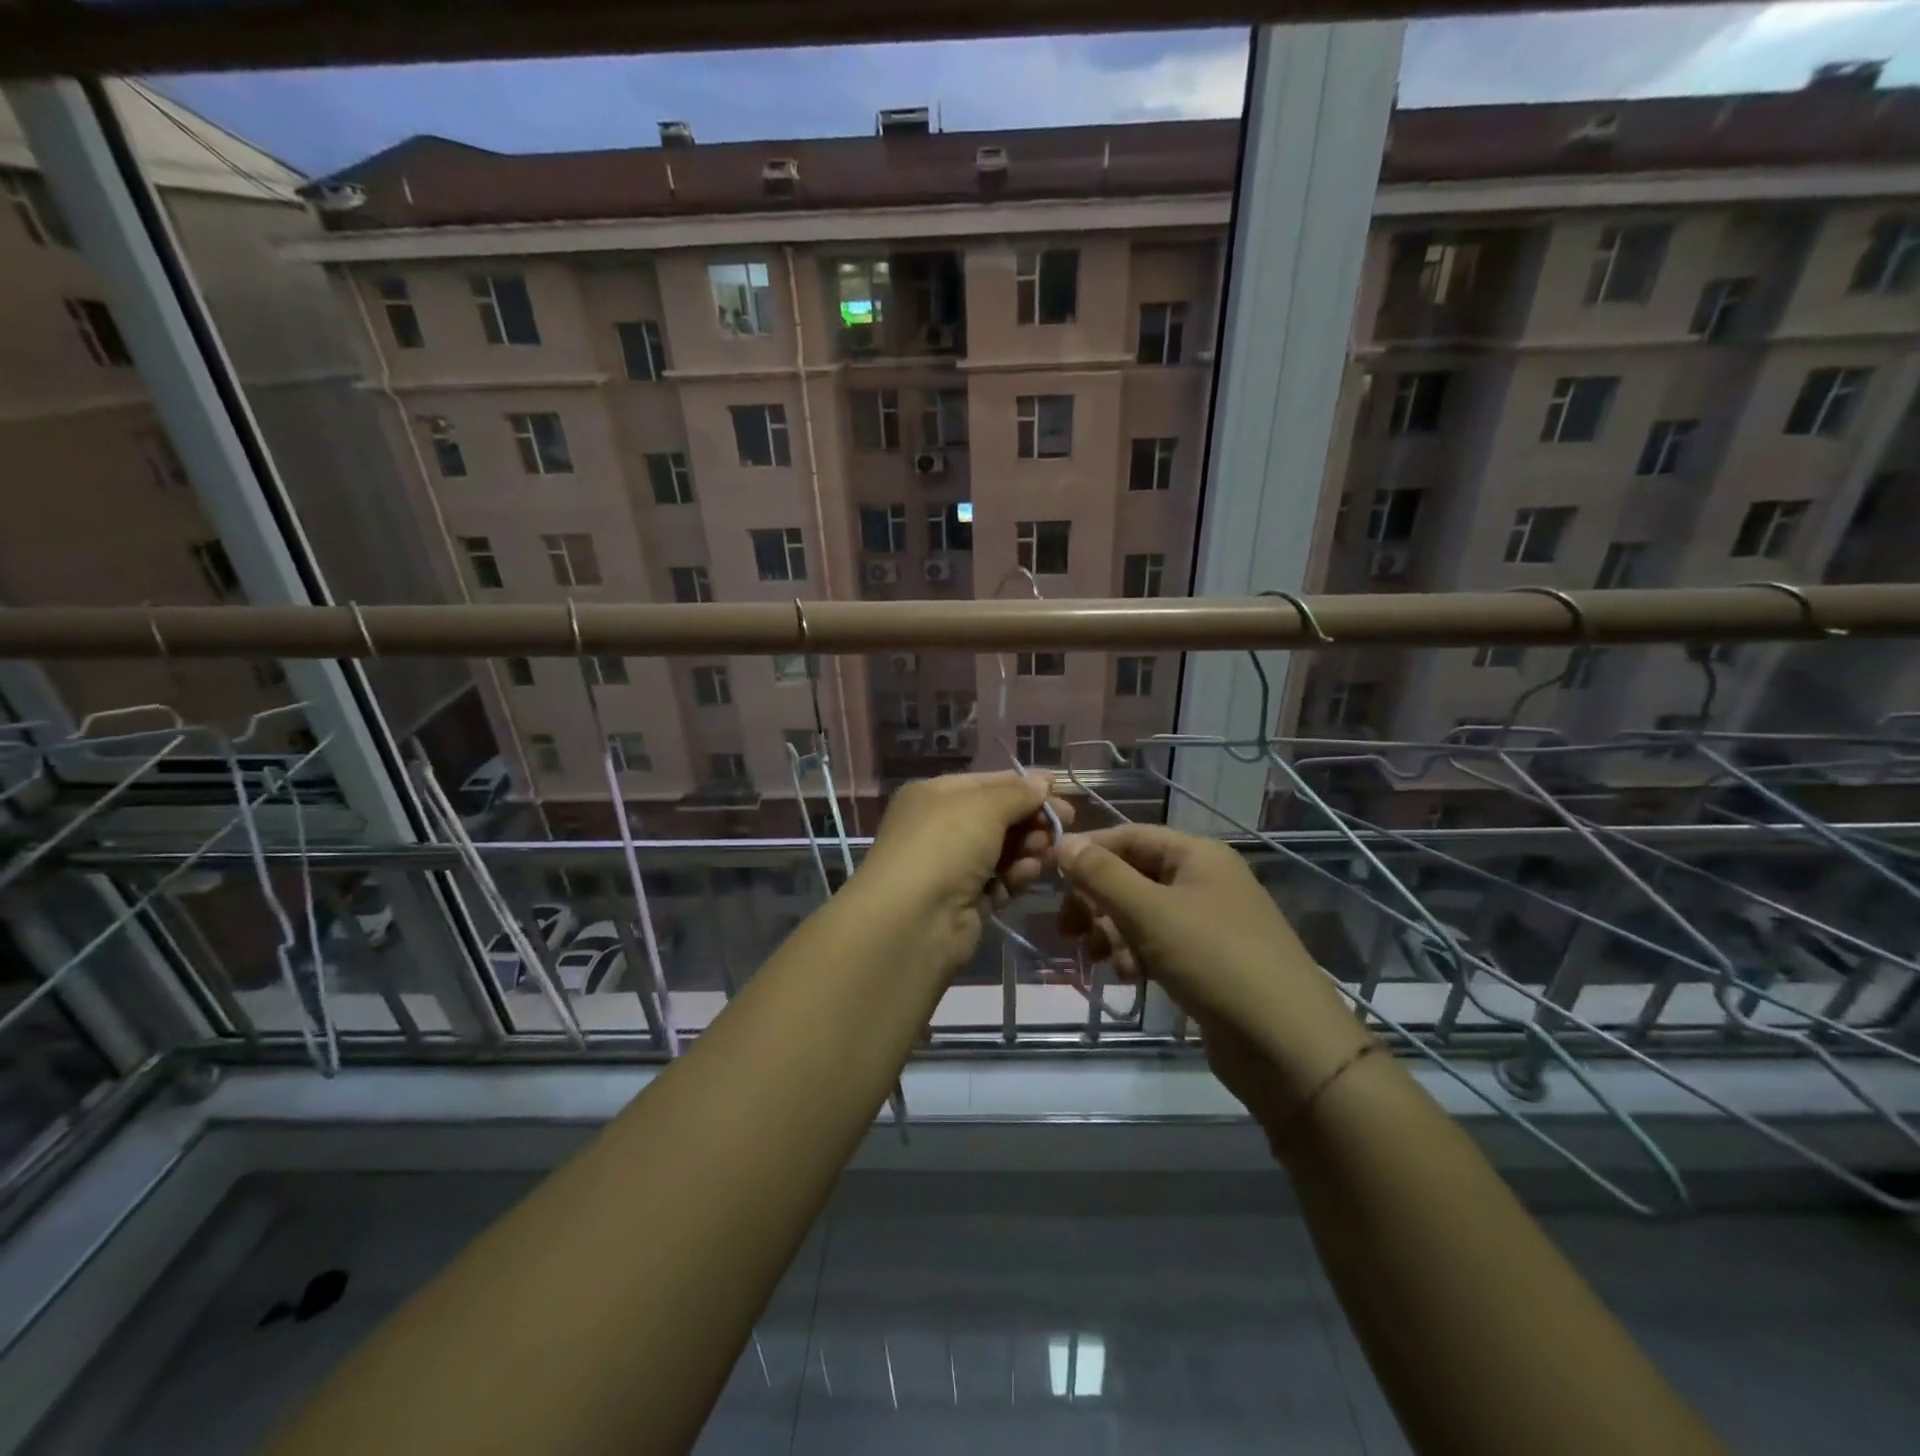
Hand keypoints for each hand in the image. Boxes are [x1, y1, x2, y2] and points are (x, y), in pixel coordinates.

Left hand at [853, 771, 1072, 977]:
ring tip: (1049, 850)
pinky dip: (1016, 875)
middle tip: (1066, 824)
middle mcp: (939, 828)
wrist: (914, 920)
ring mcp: (950, 866)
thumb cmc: (946, 845)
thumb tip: (1042, 781)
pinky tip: (1030, 873)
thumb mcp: (984, 806)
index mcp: (934, 796)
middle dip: (1031, 819)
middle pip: (996, 817)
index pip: (987, 782)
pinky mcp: (963, 902)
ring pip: (1001, 850)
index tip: (1061, 791)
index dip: (1024, 785)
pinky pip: (998, 881)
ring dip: (1028, 847)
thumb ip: (1018, 793)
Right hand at [1054, 826, 1370, 1122]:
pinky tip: (1127, 977)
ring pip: (1142, 914)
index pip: (1130, 836)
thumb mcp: (1150, 912)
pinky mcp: (1208, 962)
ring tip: (1098, 958)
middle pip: (1133, 876)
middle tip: (1067, 928)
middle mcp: (1204, 881)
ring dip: (1113, 931)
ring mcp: (1208, 923)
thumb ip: (1102, 875)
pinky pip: (1159, 944)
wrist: (1287, 1045)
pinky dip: (1136, 955)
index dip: (1089, 851)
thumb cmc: (1216, 961)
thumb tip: (1062, 842)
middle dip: (1097, 900)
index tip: (1049, 874)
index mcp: (1197, 855)